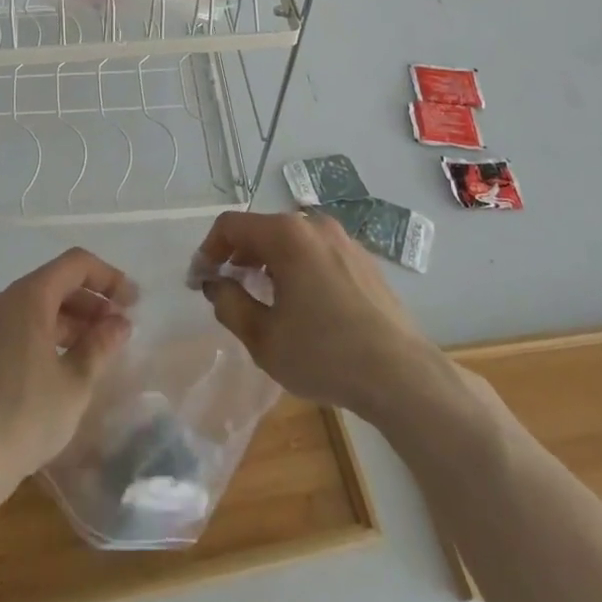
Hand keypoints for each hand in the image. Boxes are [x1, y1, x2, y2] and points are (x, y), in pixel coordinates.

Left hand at [0, 248, 136, 494]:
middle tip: (115, 331)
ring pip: (31, 310)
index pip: (75, 264)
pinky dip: (39, 338)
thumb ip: (100, 345)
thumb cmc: (25, 415)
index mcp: (28, 297)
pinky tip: (52, 371)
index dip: (108, 277)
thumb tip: (119, 323)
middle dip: (88, 303)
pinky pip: (11, 330)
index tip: (132, 302)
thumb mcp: (75, 383)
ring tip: (89, 353)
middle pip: (52, 285)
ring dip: (65, 323)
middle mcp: (0, 301)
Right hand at [196, 210, 427, 422]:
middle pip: (262, 229)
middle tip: (228, 290)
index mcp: (286, 235)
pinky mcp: (365, 260)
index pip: (231, 226)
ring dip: (268, 262)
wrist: (402, 376)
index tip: (200, 281)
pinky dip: (298, 268)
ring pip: (292, 241)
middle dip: (238, 256)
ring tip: (262, 298)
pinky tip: (303, 305)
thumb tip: (216, 285)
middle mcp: (315, 226)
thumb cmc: (325, 354)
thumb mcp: (263, 337)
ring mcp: (344, 240)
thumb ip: (229, 304)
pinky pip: (317, 253)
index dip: (208, 250)